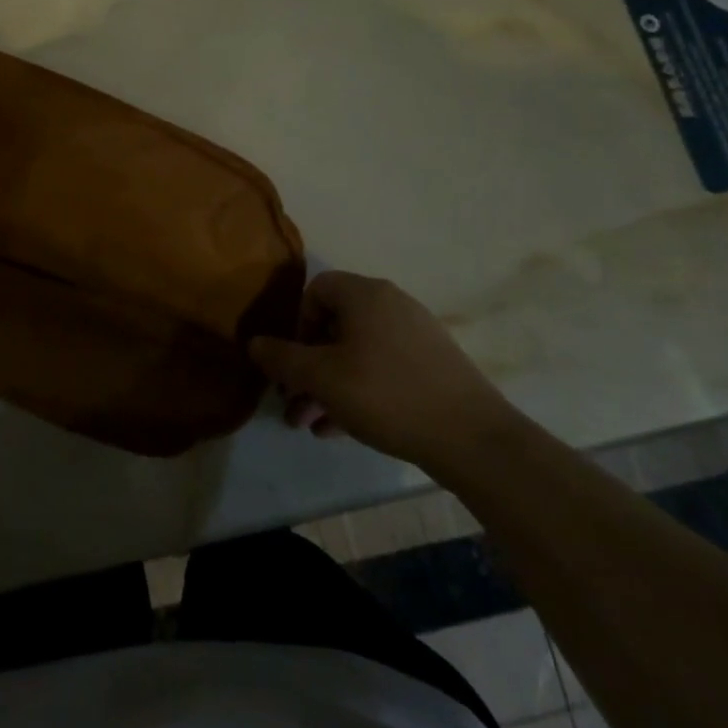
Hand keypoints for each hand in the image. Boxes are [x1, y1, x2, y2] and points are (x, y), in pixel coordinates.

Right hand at [251, 271, 516, 472]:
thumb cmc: (386, 394)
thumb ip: (282, 358)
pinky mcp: (432, 366)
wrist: (473, 438)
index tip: (291, 361)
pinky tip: (339, 430)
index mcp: (365, 295)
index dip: (296, 324)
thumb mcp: (322, 377)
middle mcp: (391, 305)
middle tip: (291, 401)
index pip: (316, 289)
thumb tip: (254, 343)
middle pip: (334, 325)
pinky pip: (381, 369)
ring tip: (309, 424)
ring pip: (356, 353)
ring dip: (327, 385)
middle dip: (306, 365)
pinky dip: (357, 391)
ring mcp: (416, 335)